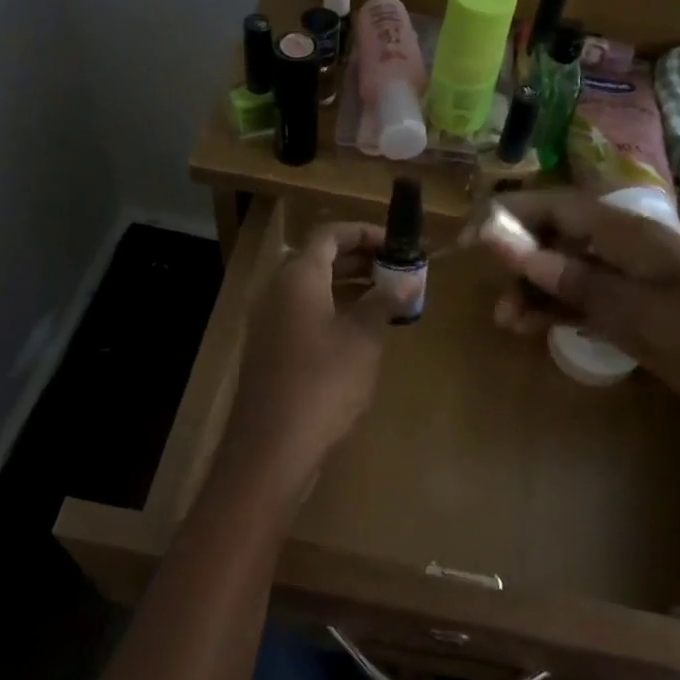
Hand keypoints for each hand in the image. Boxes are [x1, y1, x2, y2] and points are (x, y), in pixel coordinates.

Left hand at [219, 223, 398, 494]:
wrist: (272, 446)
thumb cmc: (323, 383)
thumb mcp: (363, 338)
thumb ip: (385, 301)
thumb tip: (410, 279)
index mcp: (297, 277)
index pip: (329, 234)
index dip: (365, 232)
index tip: (399, 245)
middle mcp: (277, 292)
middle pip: (319, 260)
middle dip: (361, 260)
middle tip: (399, 271)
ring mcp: (270, 323)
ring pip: (313, 290)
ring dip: (349, 287)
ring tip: (388, 300)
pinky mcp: (271, 351)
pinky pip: (305, 316)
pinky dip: (334, 312)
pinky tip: (361, 334)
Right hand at [474, 192, 679, 468]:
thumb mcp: (644, 314)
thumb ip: (577, 282)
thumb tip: (514, 250)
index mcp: (633, 236)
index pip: (560, 207)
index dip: (514, 215)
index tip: (473, 236)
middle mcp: (627, 252)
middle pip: (559, 238)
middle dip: (520, 258)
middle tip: (489, 289)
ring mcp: (633, 285)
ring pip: (567, 274)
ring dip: (535, 291)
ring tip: (507, 321)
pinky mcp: (637, 316)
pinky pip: (584, 303)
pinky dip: (557, 311)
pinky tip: (532, 327)